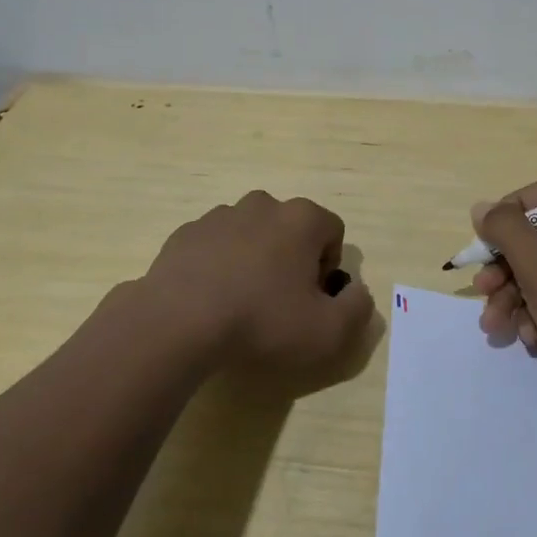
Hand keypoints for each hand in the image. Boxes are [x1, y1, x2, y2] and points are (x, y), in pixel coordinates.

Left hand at [140, 190, 376, 386]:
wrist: (178, 323)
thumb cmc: (262, 322)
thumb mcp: (328, 332)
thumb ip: (357, 309)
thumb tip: (358, 292)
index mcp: (301, 218)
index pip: (333, 231)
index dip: (329, 267)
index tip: (312, 299)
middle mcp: (262, 205)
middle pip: (291, 229)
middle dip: (292, 259)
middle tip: (280, 303)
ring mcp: (219, 215)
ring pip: (251, 234)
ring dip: (254, 260)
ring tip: (241, 303)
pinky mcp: (185, 233)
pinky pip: (215, 246)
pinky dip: (219, 266)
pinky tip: (210, 300)